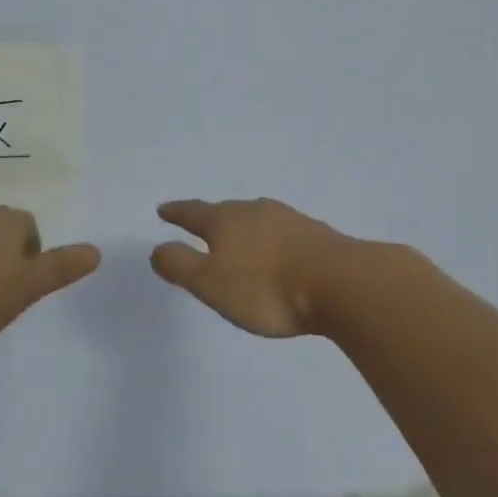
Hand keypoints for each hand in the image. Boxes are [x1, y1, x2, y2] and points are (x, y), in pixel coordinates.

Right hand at [149, 198, 354, 337]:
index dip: (176, 212)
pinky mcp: (315, 234)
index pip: (193, 212)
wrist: (340, 283)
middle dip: (210, 217)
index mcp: (226, 221)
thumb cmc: (266, 287)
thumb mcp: (211, 283)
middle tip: (199, 222)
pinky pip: (281, 231)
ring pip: (256, 218)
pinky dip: (270, 238)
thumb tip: (157, 249)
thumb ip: (181, 265)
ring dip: (242, 226)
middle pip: (226, 211)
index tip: (163, 210)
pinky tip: (277, 250)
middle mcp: (255, 211)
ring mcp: (289, 220)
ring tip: (237, 236)